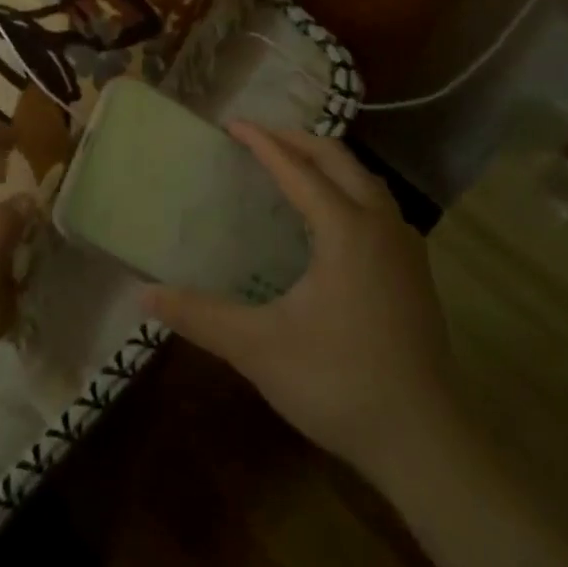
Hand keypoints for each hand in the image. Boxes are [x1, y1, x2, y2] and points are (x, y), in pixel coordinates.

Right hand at [146, 124, 458, 473]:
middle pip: (340, 160)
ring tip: (294, 166)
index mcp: (345, 230)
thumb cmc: (337, 383)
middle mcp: (380, 226)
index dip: (263, 144)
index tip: (233, 125)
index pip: (297, 170)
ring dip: (329, 163)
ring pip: (366, 181)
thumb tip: (144, 294)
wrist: (423, 442)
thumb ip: (199, 315)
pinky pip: (379, 206)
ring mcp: (406, 248)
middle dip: (298, 141)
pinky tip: (332, 218)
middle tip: (259, 138)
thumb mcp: (257, 347)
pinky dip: (350, 189)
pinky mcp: (416, 272)